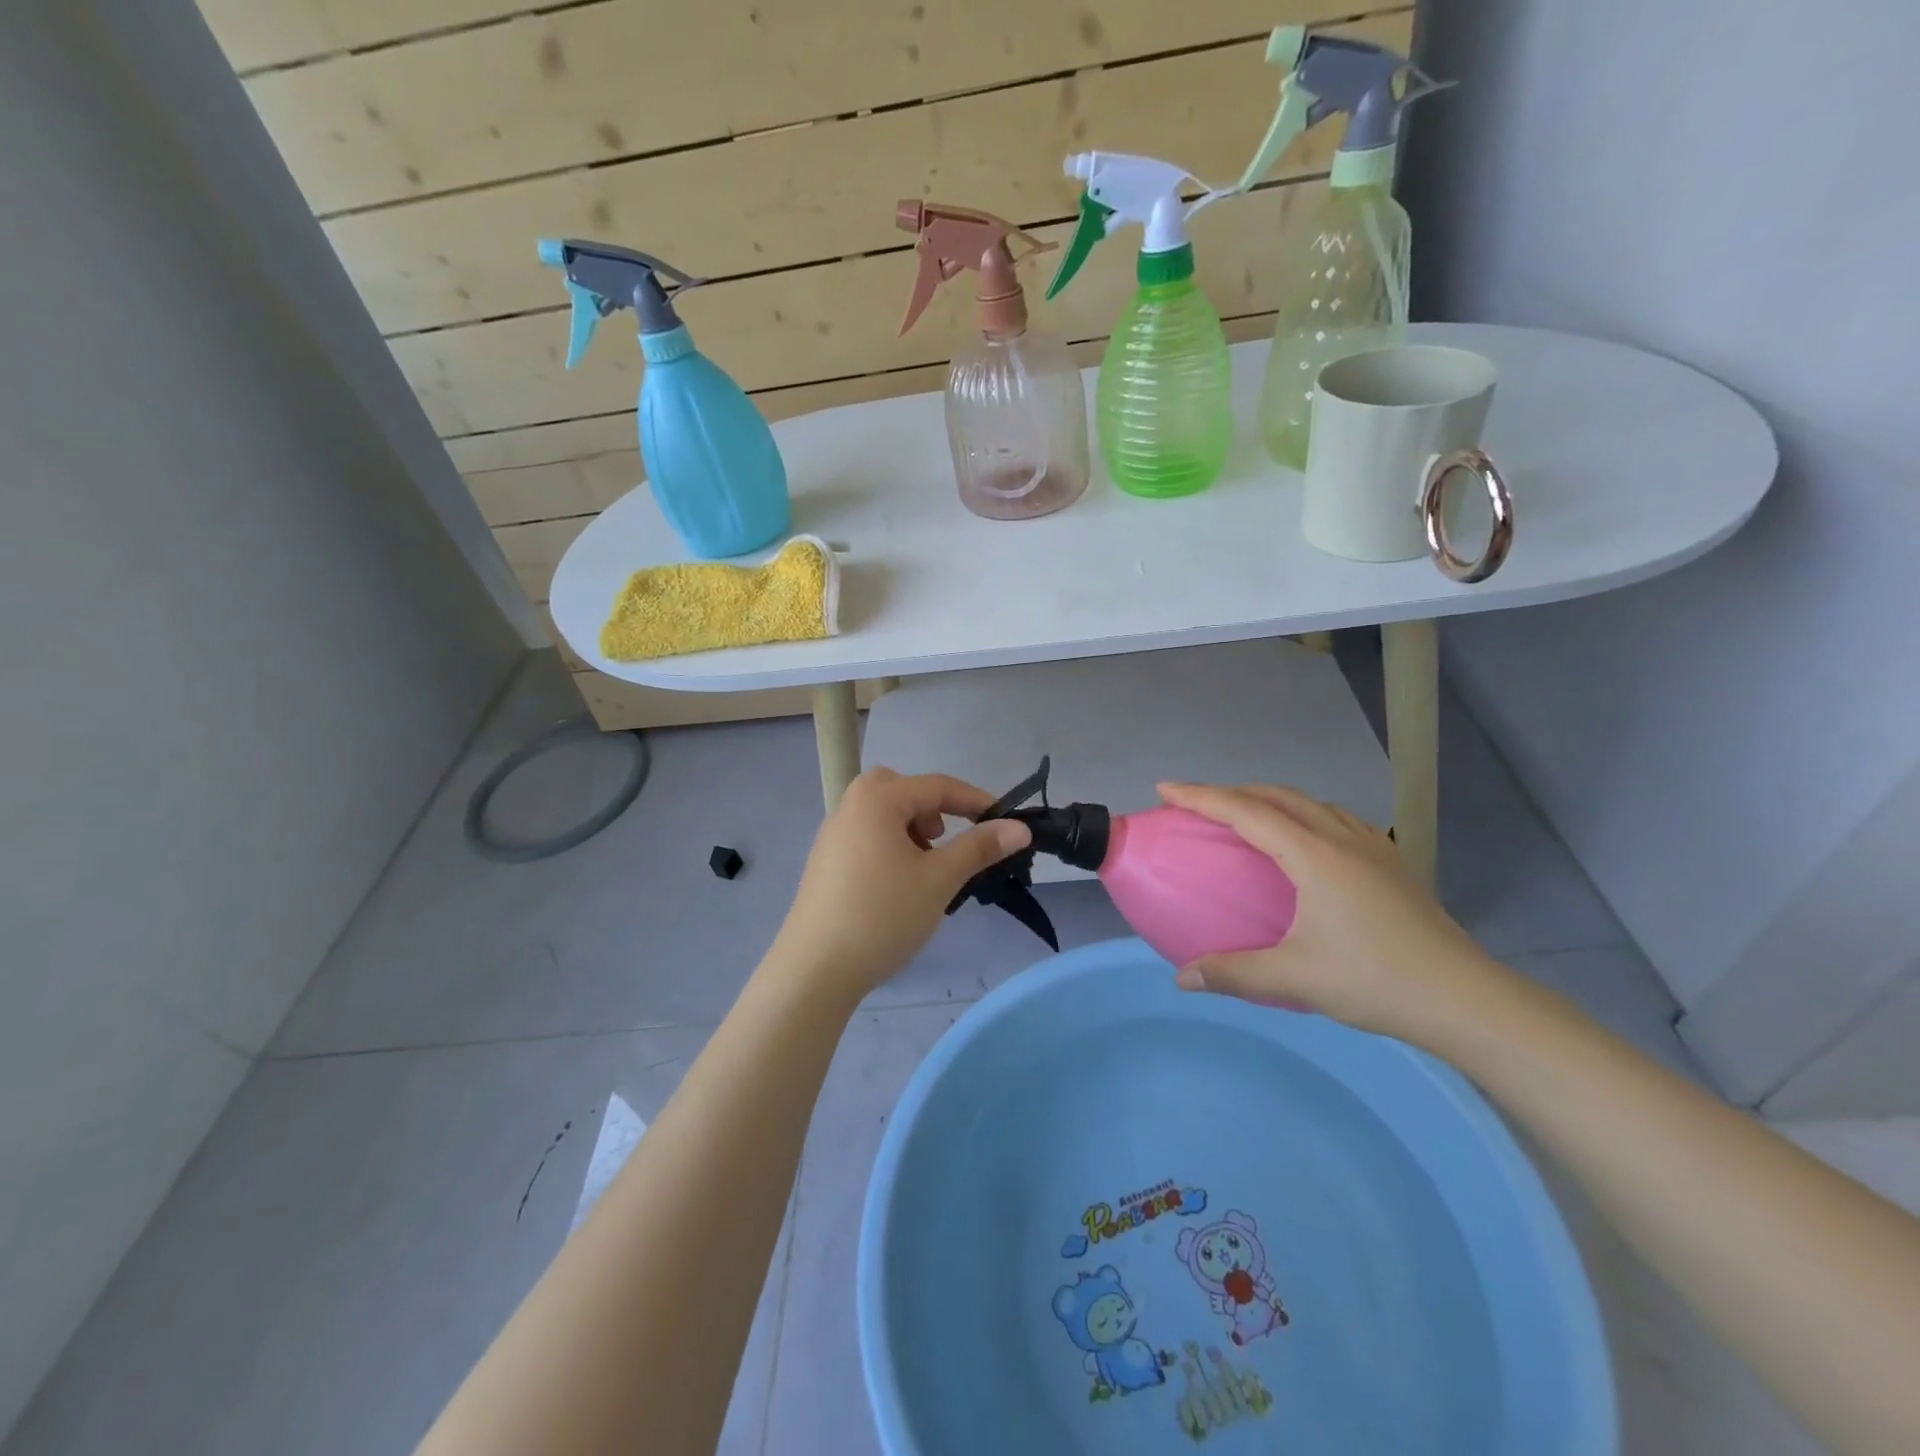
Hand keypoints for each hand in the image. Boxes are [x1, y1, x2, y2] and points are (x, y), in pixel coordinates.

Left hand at [766, 768, 1031, 1000]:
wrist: (815, 970)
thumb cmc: (882, 915)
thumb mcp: (939, 879)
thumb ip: (979, 847)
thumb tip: (1020, 827)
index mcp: (876, 799)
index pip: (936, 786)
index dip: (975, 801)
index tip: (1005, 822)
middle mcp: (850, 806)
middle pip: (903, 790)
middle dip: (934, 809)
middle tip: (945, 842)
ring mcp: (832, 834)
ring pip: (883, 813)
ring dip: (911, 828)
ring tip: (924, 868)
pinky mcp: (825, 861)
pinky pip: (866, 835)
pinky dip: (890, 845)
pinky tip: (896, 886)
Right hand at [1156, 782, 1497, 1042]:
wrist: (1465, 998)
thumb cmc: (1375, 980)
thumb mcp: (1295, 978)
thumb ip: (1234, 973)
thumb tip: (1182, 977)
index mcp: (1314, 855)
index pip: (1246, 812)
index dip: (1202, 797)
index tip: (1166, 789)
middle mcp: (1342, 838)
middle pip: (1279, 796)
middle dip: (1233, 791)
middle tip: (1200, 804)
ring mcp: (1374, 847)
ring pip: (1312, 804)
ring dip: (1273, 800)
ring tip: (1249, 817)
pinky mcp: (1394, 863)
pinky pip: (1338, 820)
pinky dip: (1306, 816)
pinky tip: (1308, 844)